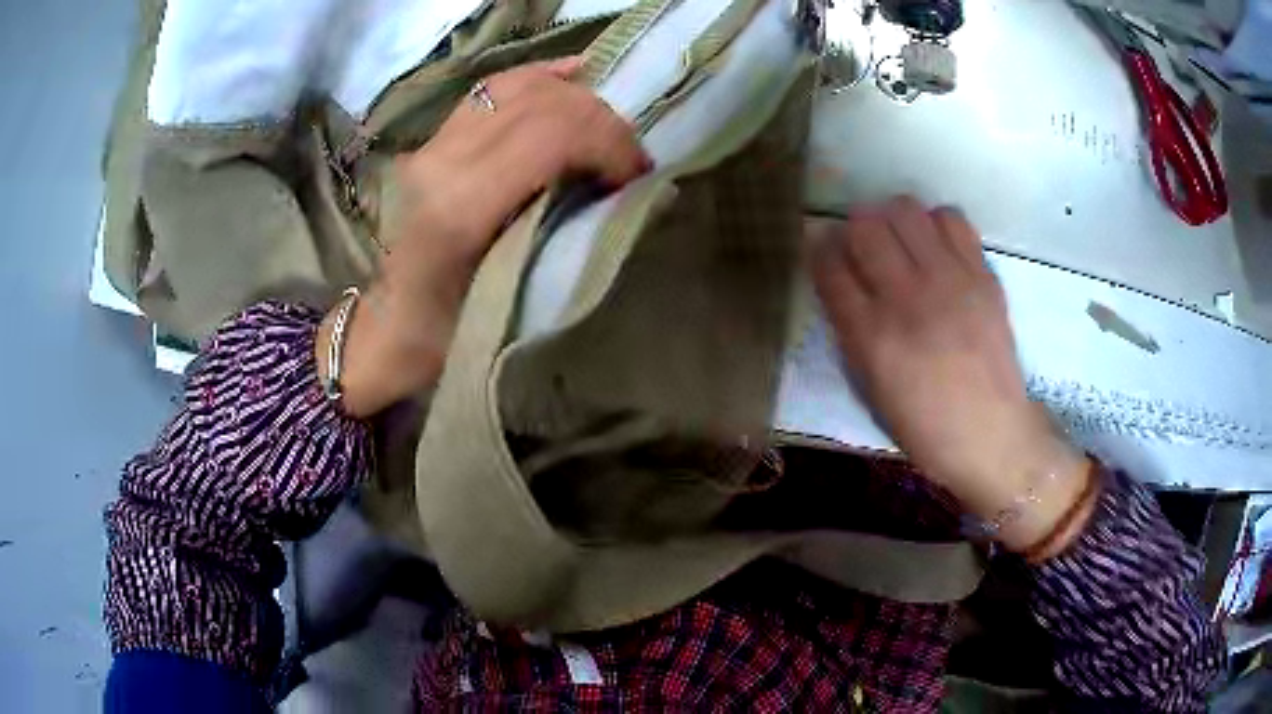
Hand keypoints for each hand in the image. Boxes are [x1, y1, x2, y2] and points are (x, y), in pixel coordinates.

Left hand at [319, 59, 650, 417]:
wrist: (388, 328)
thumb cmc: (448, 335)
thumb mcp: (514, 304)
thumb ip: (569, 241)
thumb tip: (628, 197)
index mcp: (460, 206)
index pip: (553, 135)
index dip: (610, 143)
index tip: (636, 175)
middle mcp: (442, 160)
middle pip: (543, 103)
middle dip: (603, 122)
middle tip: (628, 159)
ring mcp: (433, 142)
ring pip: (522, 87)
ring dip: (578, 101)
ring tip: (604, 132)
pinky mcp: (434, 138)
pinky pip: (496, 87)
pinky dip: (542, 79)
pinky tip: (574, 80)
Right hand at [811, 197, 1089, 551]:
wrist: (991, 435)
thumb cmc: (923, 425)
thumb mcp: (870, 387)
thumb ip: (850, 329)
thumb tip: (842, 280)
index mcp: (871, 336)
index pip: (829, 264)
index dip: (820, 251)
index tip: (826, 255)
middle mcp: (907, 298)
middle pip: (865, 225)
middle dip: (855, 229)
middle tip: (864, 247)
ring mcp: (949, 281)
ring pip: (906, 209)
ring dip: (893, 219)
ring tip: (901, 242)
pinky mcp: (982, 275)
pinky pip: (951, 219)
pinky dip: (935, 224)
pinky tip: (937, 248)